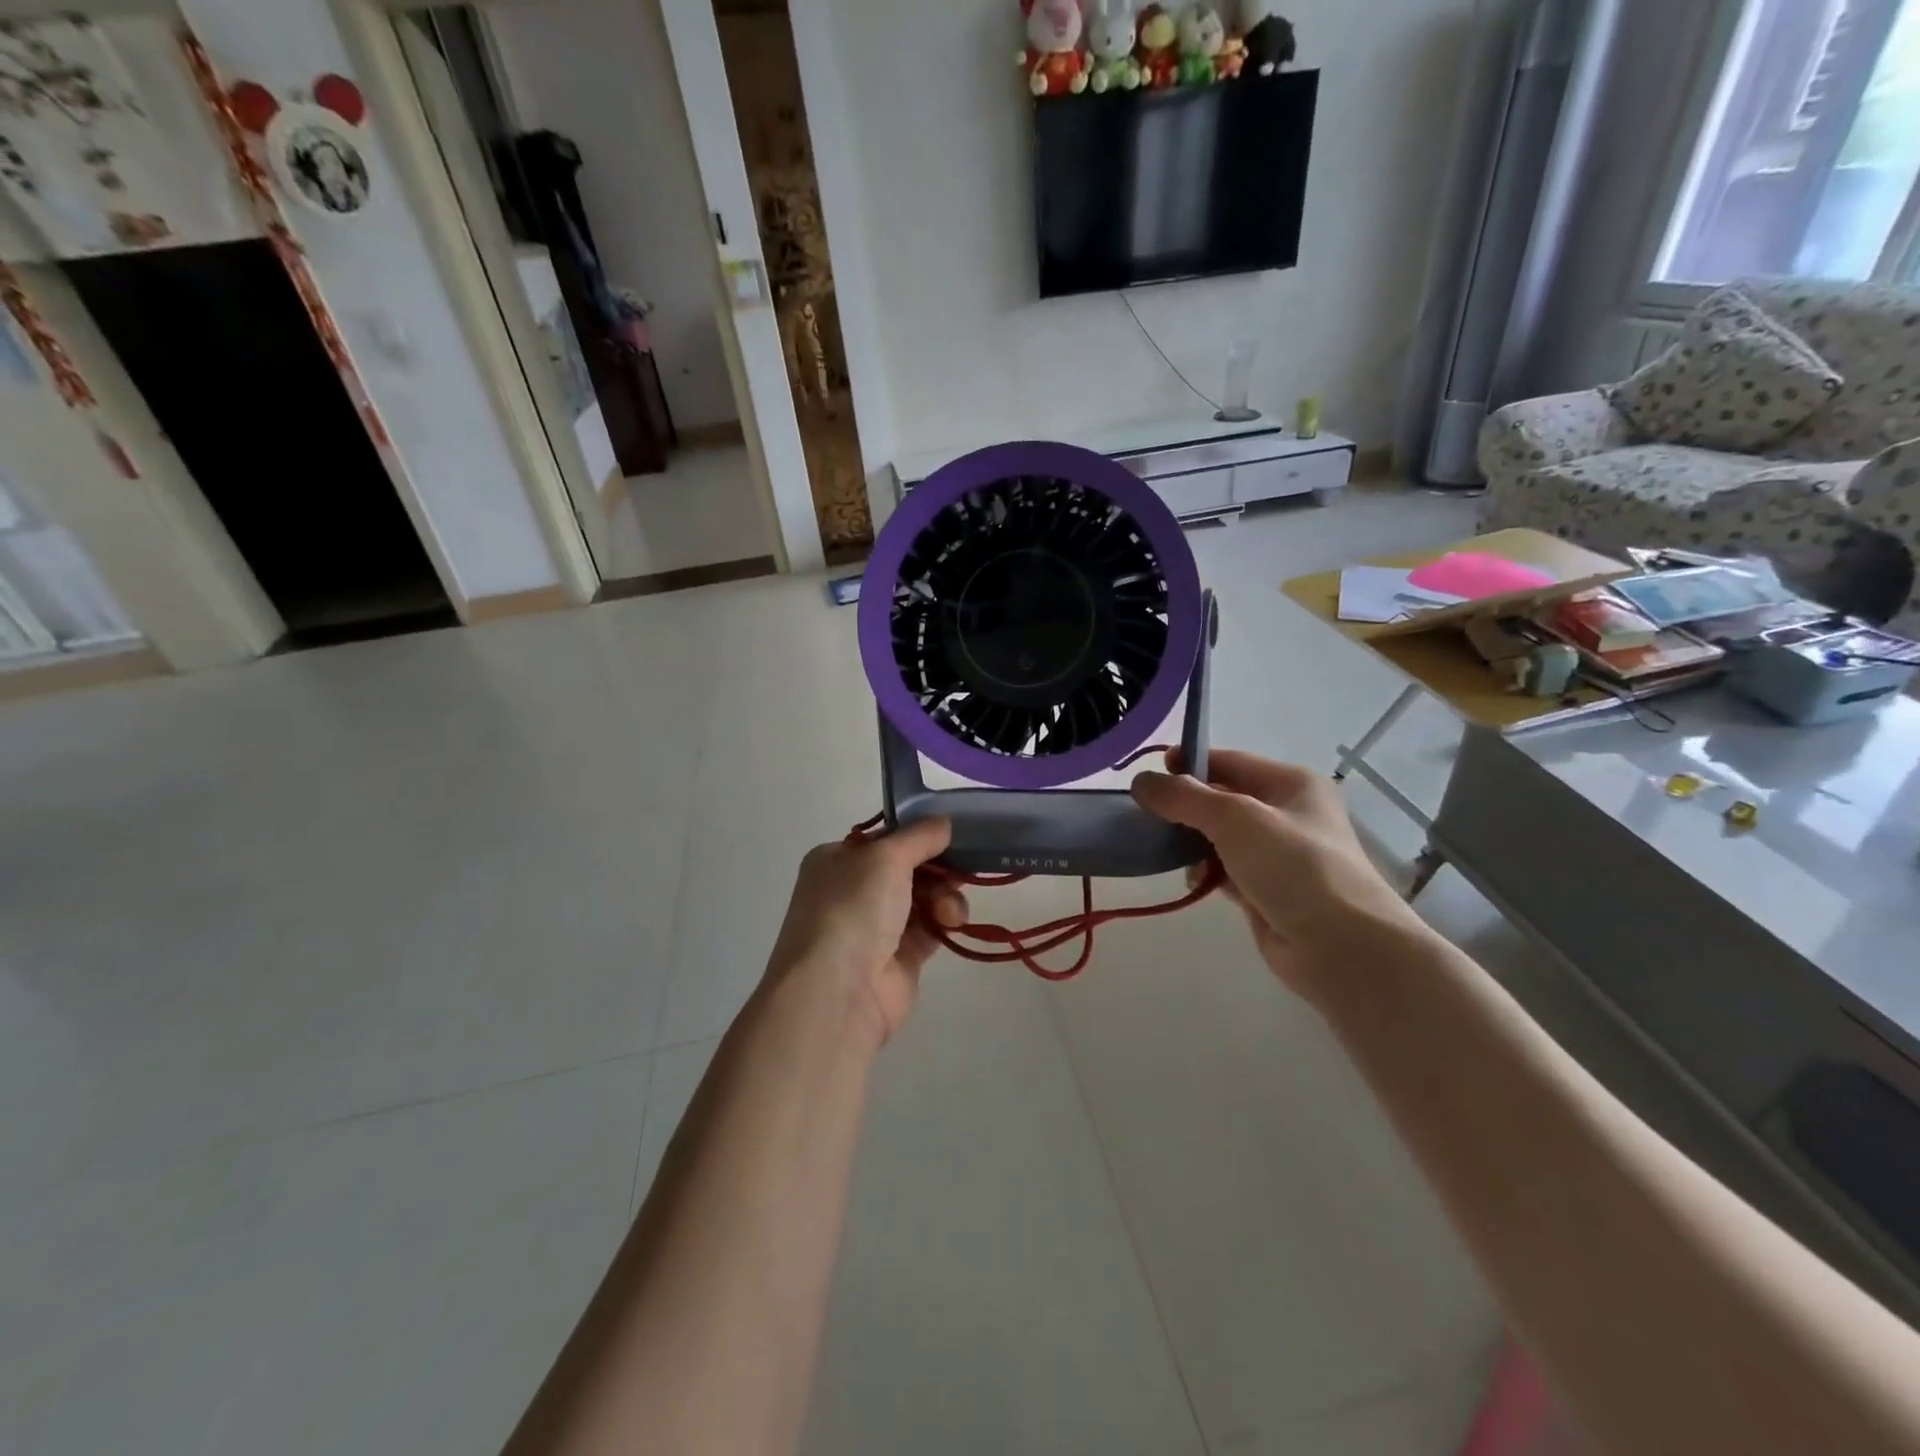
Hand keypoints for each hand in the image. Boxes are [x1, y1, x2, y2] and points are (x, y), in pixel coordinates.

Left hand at [764, 819, 968, 1045]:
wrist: (837, 992)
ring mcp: (875, 926)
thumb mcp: (886, 857)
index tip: (951, 832)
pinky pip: (930, 928)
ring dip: (945, 894)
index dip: (917, 834)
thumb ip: (920, 836)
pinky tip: (952, 921)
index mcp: (836, 860)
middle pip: (908, 868)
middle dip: (938, 866)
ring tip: (950, 906)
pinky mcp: (899, 957)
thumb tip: (944, 821)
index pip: (884, 838)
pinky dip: (945, 921)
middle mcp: (853, 891)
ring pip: (923, 897)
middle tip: (964, 865)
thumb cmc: (853, 909)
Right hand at [1132, 749, 1426, 1000]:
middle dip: (1185, 806)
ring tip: (1163, 850)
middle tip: (1146, 816)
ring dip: (1192, 842)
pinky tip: (1190, 880)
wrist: (1341, 946)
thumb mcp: (1235, 819)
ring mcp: (1279, 855)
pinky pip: (1226, 870)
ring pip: (1220, 836)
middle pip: (1222, 799)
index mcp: (1291, 783)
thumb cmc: (1294, 866)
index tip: (1148, 776)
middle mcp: (1287, 813)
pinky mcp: (1267, 890)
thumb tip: (1140, 782)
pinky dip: (1206, 872)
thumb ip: (1184, 797)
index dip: (1189, 763)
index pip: (1229, 761)